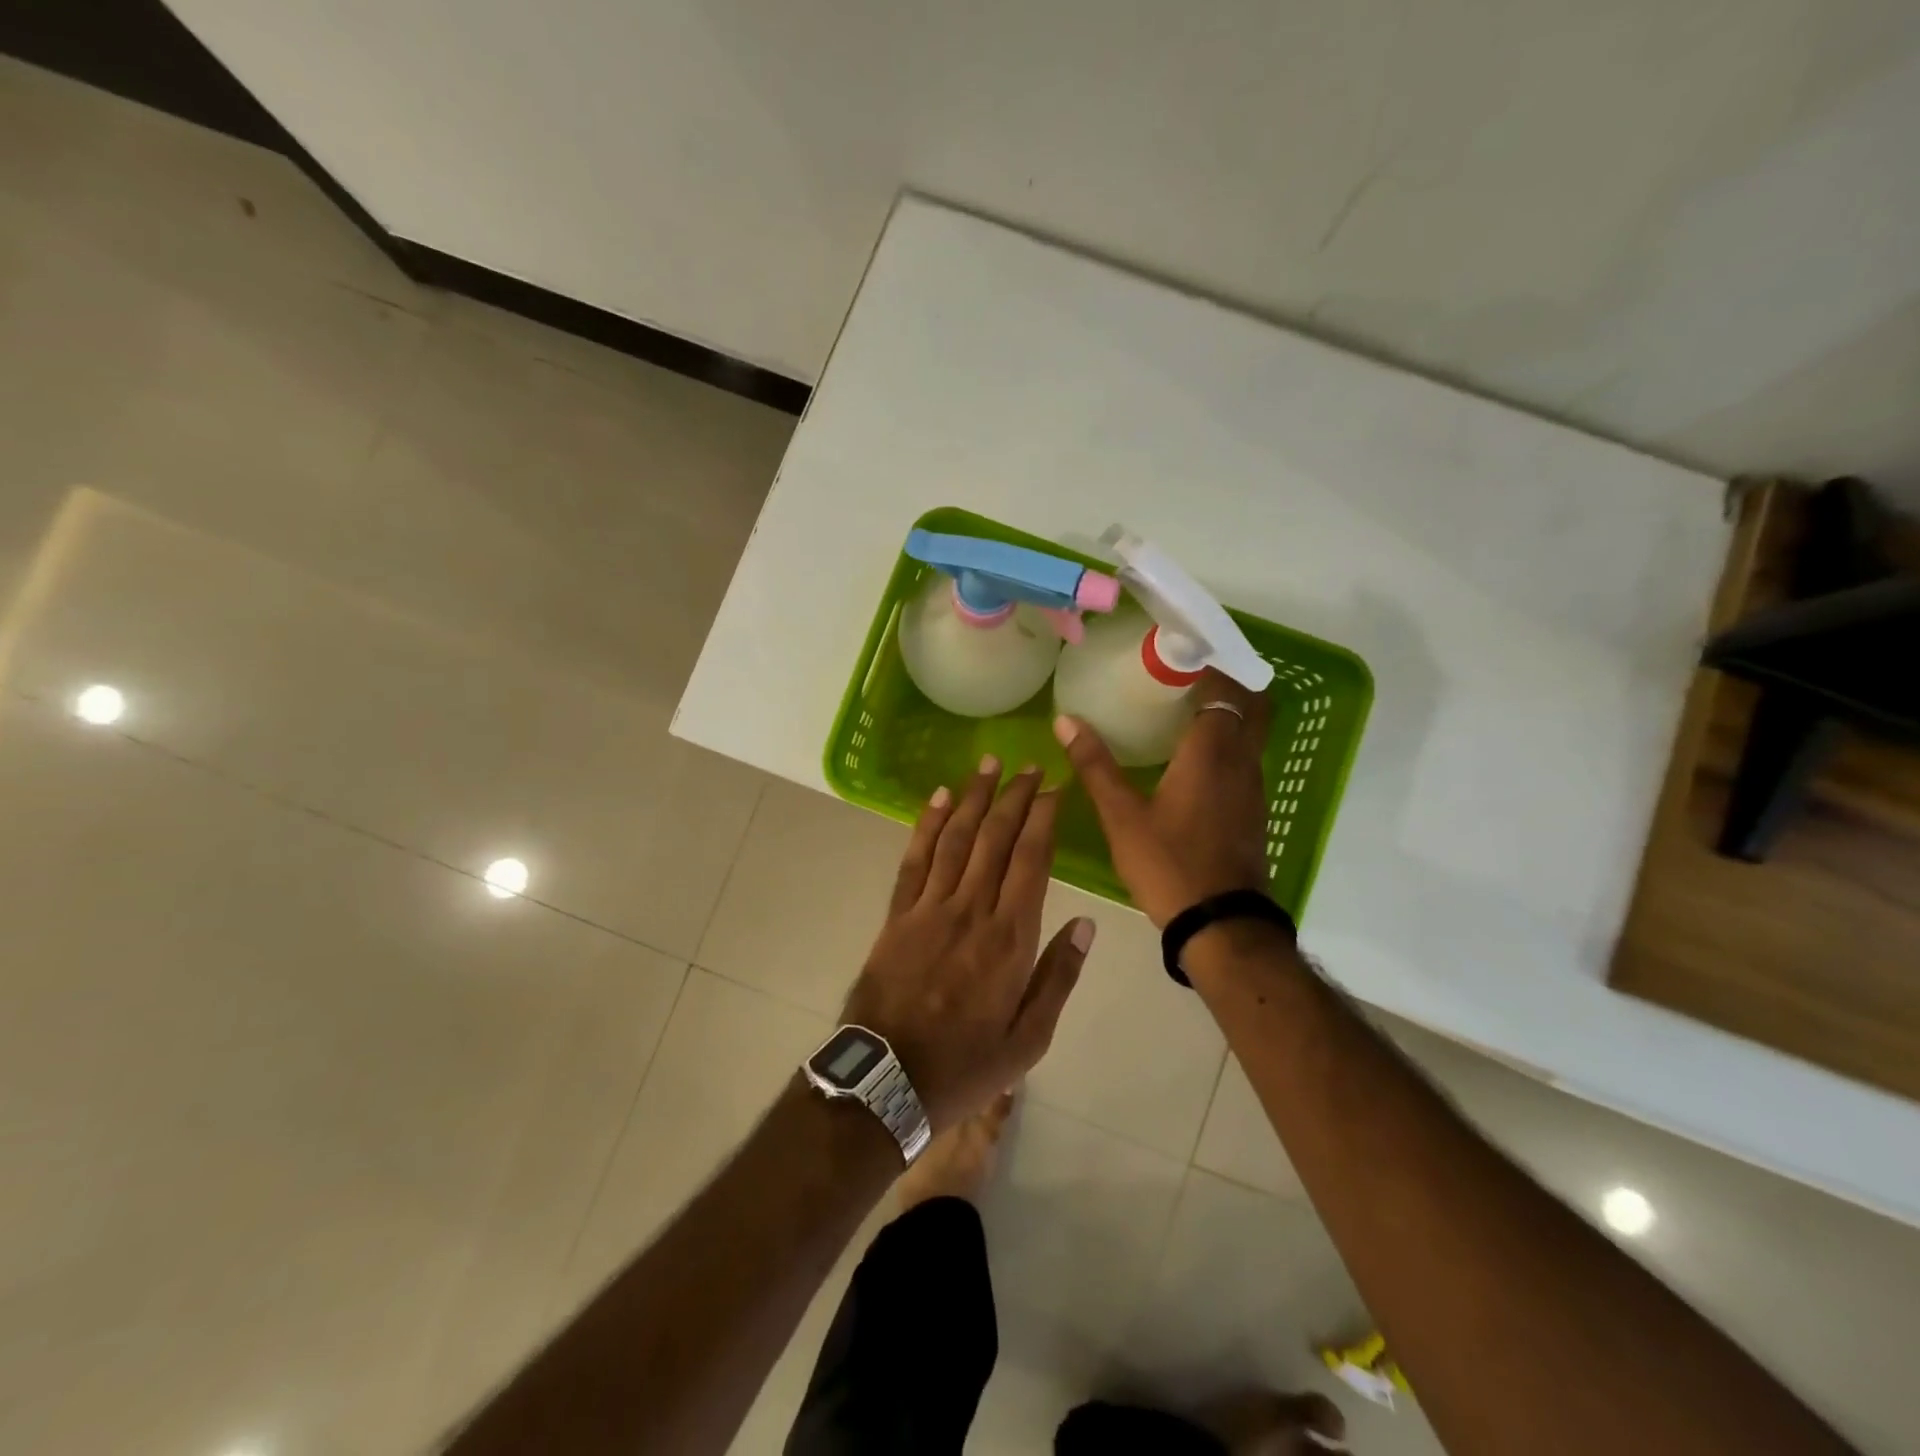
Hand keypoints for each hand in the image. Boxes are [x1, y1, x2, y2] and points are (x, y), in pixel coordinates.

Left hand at [841, 758, 1093, 1130]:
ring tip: (987, 764)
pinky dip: (927, 825)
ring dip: (973, 798)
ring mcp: (929, 909)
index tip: (1052, 788)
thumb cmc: (966, 1066)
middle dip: (1013, 797)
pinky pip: (914, 860)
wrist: (887, 1081)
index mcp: (1009, 940)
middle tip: (1026, 766)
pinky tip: (939, 799)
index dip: (1042, 819)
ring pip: (955, 839)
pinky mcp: (898, 915)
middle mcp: (971, 911)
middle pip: (995, 839)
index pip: (1030, 861)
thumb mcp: (1029, 1039)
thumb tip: (1086, 924)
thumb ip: (1058, 977)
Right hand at [1053, 669, 1272, 926]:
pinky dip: (1231, 742)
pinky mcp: (1254, 809)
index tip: (1180, 651)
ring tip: (1187, 706)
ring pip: (1253, 732)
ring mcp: (1253, 787)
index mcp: (1211, 752)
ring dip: (1231, 712)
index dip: (1208, 664)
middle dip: (1228, 681)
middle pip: (1252, 704)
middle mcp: (1241, 760)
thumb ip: (1095, 765)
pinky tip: (1197, 757)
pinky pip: (1247, 758)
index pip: (1223, 688)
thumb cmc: (1168, 863)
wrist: (1220, 924)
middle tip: (1188, 674)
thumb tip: (1064, 720)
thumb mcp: (1122, 816)